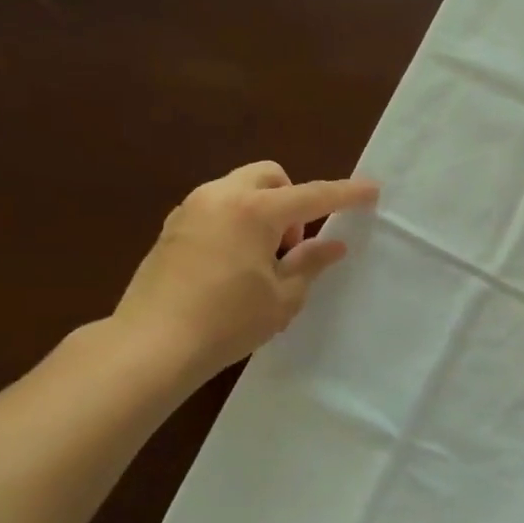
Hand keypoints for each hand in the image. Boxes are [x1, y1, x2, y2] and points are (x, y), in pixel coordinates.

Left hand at [110, 162, 378, 386]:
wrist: (151, 345)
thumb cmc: (227, 321)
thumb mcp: (282, 297)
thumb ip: (310, 263)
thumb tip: (334, 245)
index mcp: (254, 210)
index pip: (313, 195)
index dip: (346, 194)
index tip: (372, 190)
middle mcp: (220, 197)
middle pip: (270, 177)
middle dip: (292, 199)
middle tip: (292, 245)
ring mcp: (190, 210)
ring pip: (239, 189)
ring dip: (263, 210)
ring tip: (263, 259)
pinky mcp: (172, 229)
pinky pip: (216, 208)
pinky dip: (237, 221)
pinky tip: (234, 265)